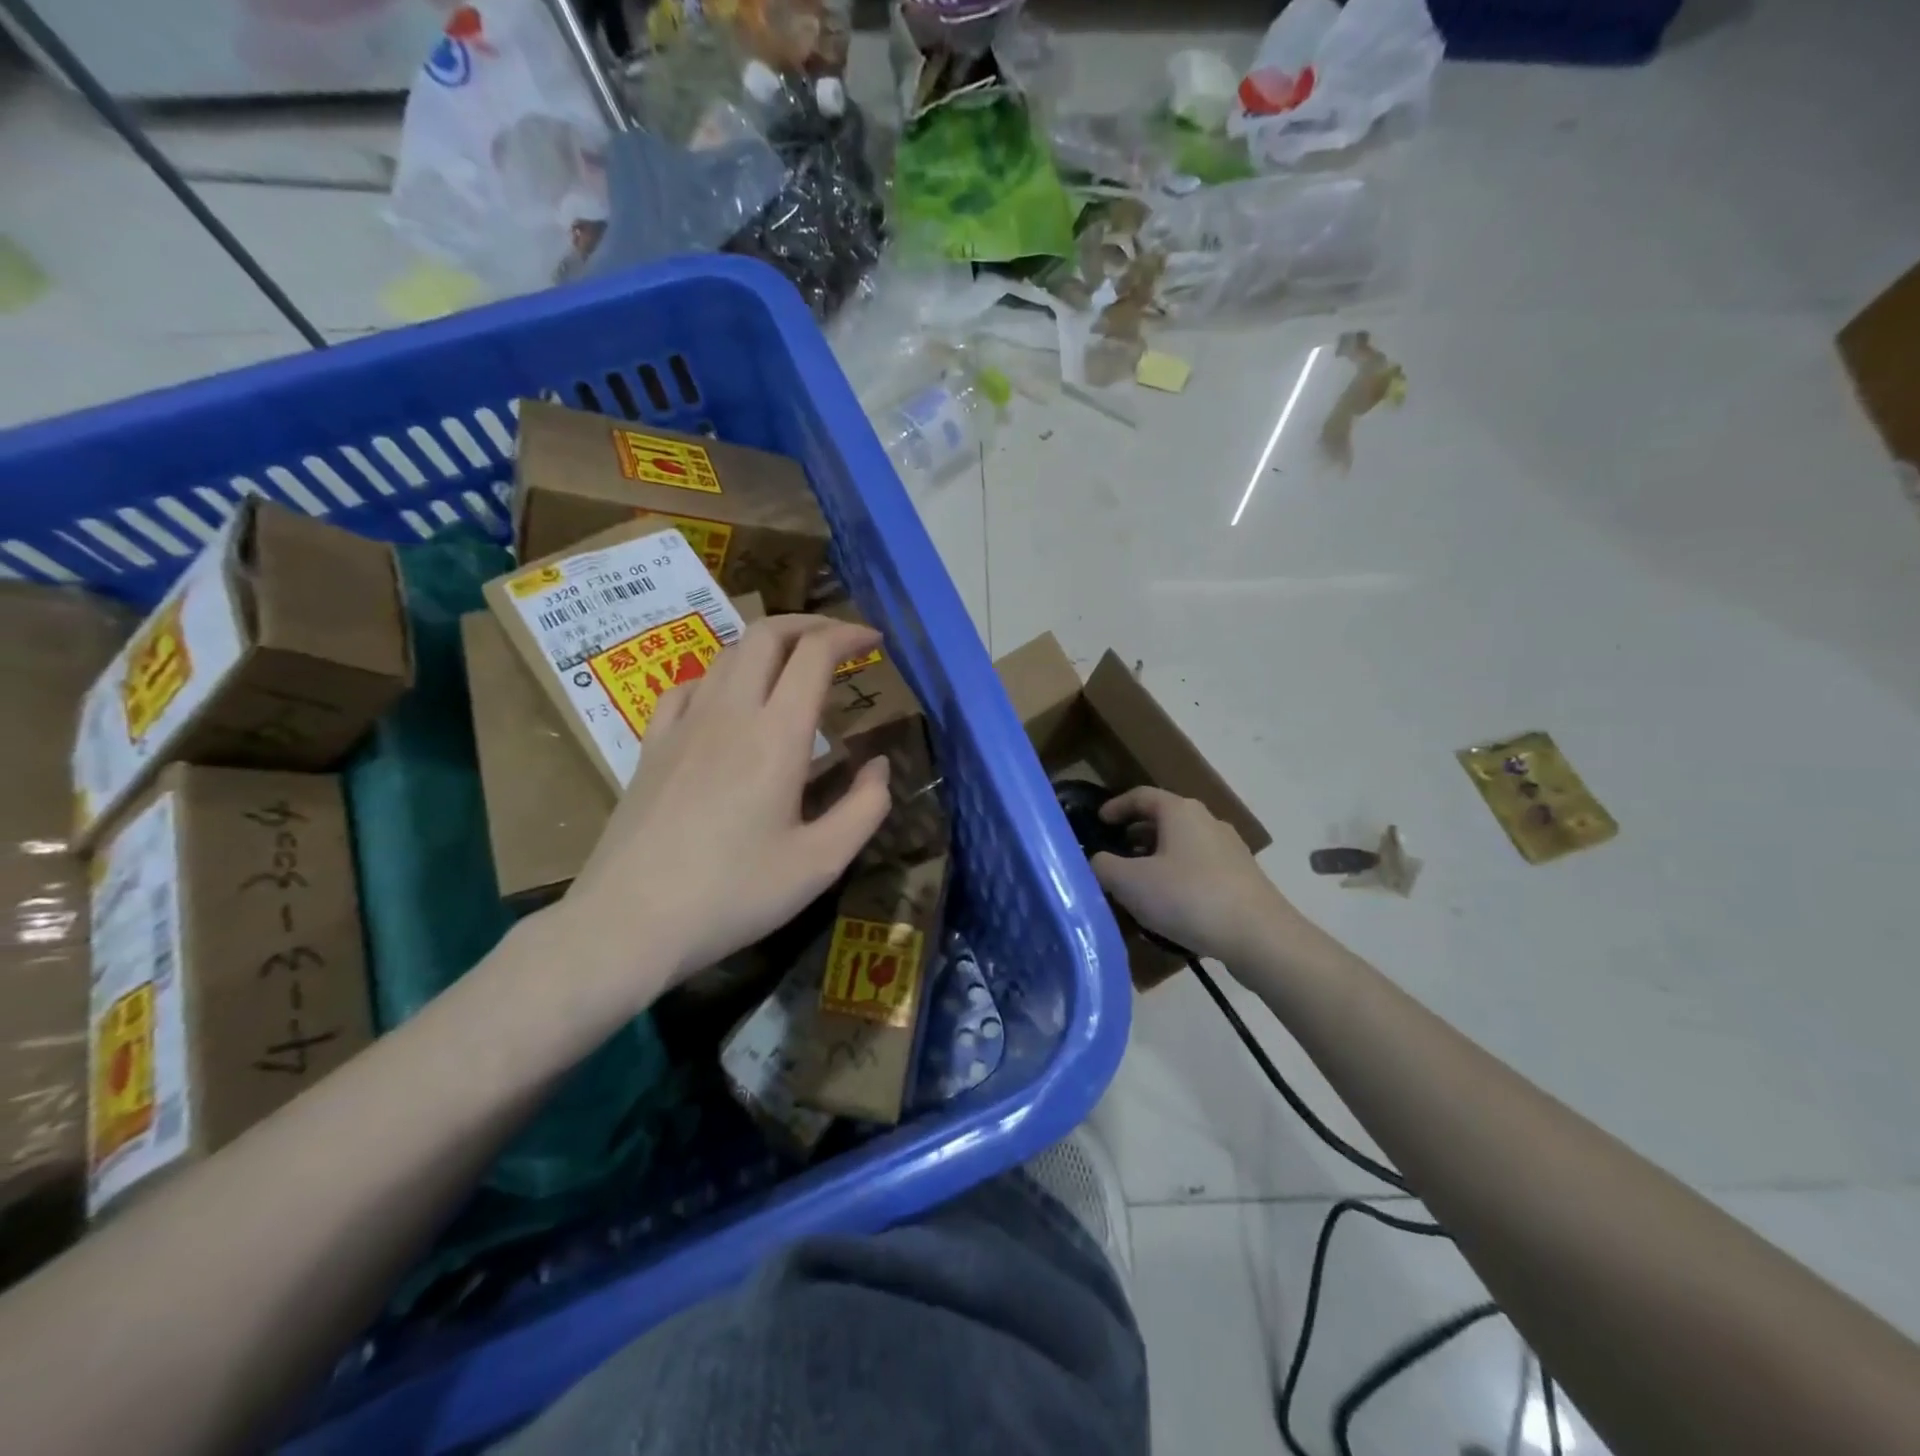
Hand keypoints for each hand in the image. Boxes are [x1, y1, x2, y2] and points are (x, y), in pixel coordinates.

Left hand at [557, 615, 891, 1009]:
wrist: (630, 922)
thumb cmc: (734, 895)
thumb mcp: (821, 863)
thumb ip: (865, 808)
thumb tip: (879, 766)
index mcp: (777, 736)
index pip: (814, 654)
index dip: (848, 635)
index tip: (873, 640)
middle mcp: (729, 714)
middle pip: (766, 635)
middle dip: (808, 625)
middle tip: (837, 642)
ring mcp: (682, 726)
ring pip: (726, 655)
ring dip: (766, 647)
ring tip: (791, 670)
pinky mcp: (651, 747)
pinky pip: (686, 687)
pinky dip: (719, 677)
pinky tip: (726, 703)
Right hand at [1090, 787, 1303, 967]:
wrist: (1260, 936)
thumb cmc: (1189, 897)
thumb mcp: (1131, 883)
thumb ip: (1103, 866)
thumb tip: (1097, 860)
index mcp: (1180, 812)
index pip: (1141, 795)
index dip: (1116, 806)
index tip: (1099, 821)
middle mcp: (1208, 821)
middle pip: (1164, 819)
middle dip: (1136, 835)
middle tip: (1115, 855)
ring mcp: (1230, 849)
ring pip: (1183, 844)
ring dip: (1157, 858)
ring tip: (1139, 884)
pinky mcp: (1243, 877)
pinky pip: (1200, 867)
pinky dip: (1179, 875)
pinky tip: (1171, 905)